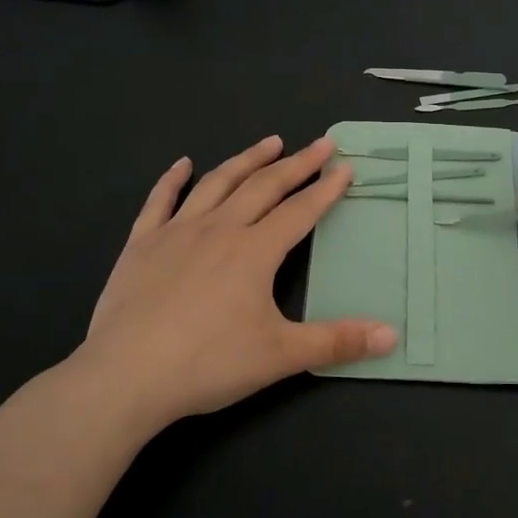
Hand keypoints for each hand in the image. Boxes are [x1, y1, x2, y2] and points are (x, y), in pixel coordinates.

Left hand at [60, 135, 394, 435]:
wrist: (125, 376)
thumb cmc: (208, 363)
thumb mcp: (281, 355)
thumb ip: (337, 342)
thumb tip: (392, 335)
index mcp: (255, 251)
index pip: (300, 211)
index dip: (326, 189)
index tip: (346, 166)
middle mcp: (219, 230)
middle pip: (264, 187)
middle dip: (296, 164)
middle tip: (320, 143)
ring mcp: (176, 233)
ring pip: (218, 183)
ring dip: (247, 160)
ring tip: (270, 141)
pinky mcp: (141, 245)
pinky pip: (159, 202)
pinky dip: (172, 179)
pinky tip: (182, 164)